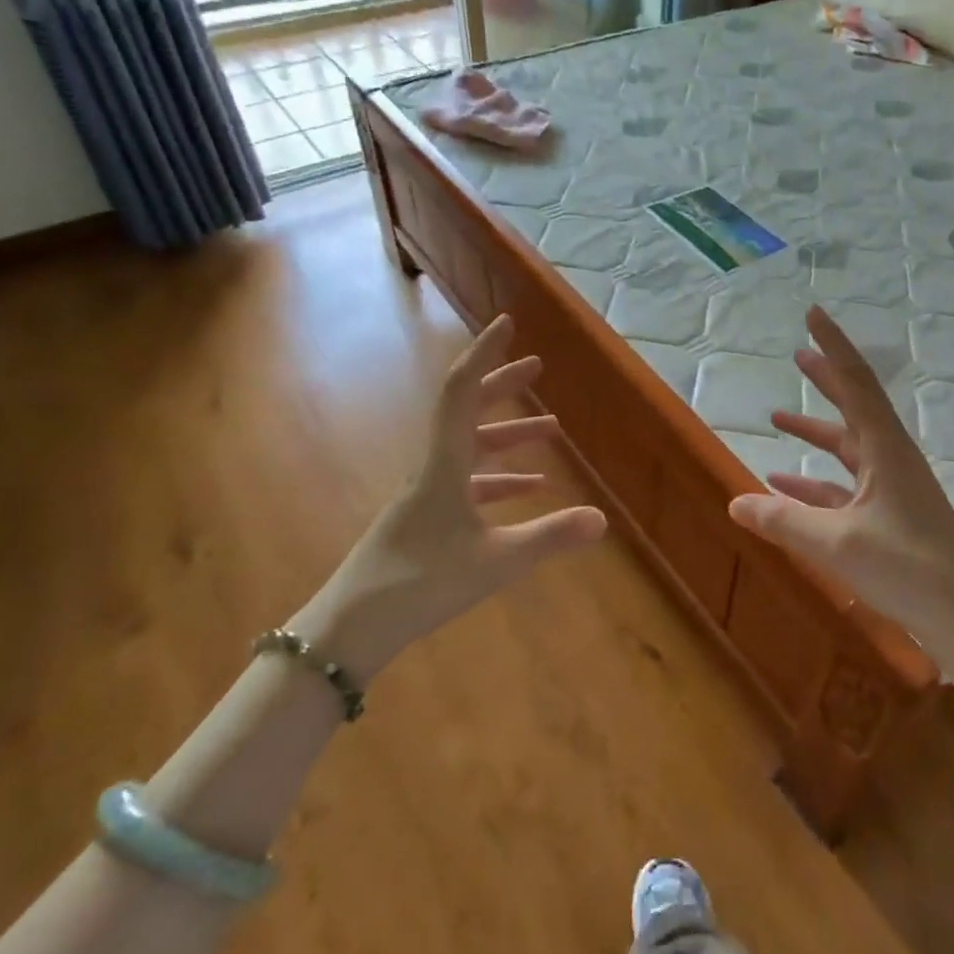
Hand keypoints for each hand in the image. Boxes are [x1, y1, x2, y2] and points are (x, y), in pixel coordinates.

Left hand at [299, 316, 606, 680]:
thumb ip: (549, 537)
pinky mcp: (426, 519)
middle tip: (537, 367)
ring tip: (551, 431)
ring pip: (471, 449)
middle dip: (503, 386)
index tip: (507, 325)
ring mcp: (427, 494)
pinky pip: (468, 484)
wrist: (351, 628)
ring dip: (508, 435)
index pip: (462, 391)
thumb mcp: (495, 561)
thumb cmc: (420, 584)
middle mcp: (432, 467)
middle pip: (468, 411)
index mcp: (443, 463)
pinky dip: (499, 478)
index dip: (485, 354)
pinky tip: (530, 490)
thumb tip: (602, 517)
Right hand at [727, 306, 953, 666]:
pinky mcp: (888, 515)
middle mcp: (890, 458)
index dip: (833, 345)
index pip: (856, 382)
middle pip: (854, 405)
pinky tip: (783, 486)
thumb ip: (783, 520)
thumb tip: (734, 501)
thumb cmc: (907, 570)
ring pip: (846, 446)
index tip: (813, 314)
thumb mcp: (836, 543)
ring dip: (815, 430)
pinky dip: (814, 481)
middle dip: (826, 378)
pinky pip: (844, 486)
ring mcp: (892, 487)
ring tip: (777, 417)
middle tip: (798, 354)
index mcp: (885, 449)